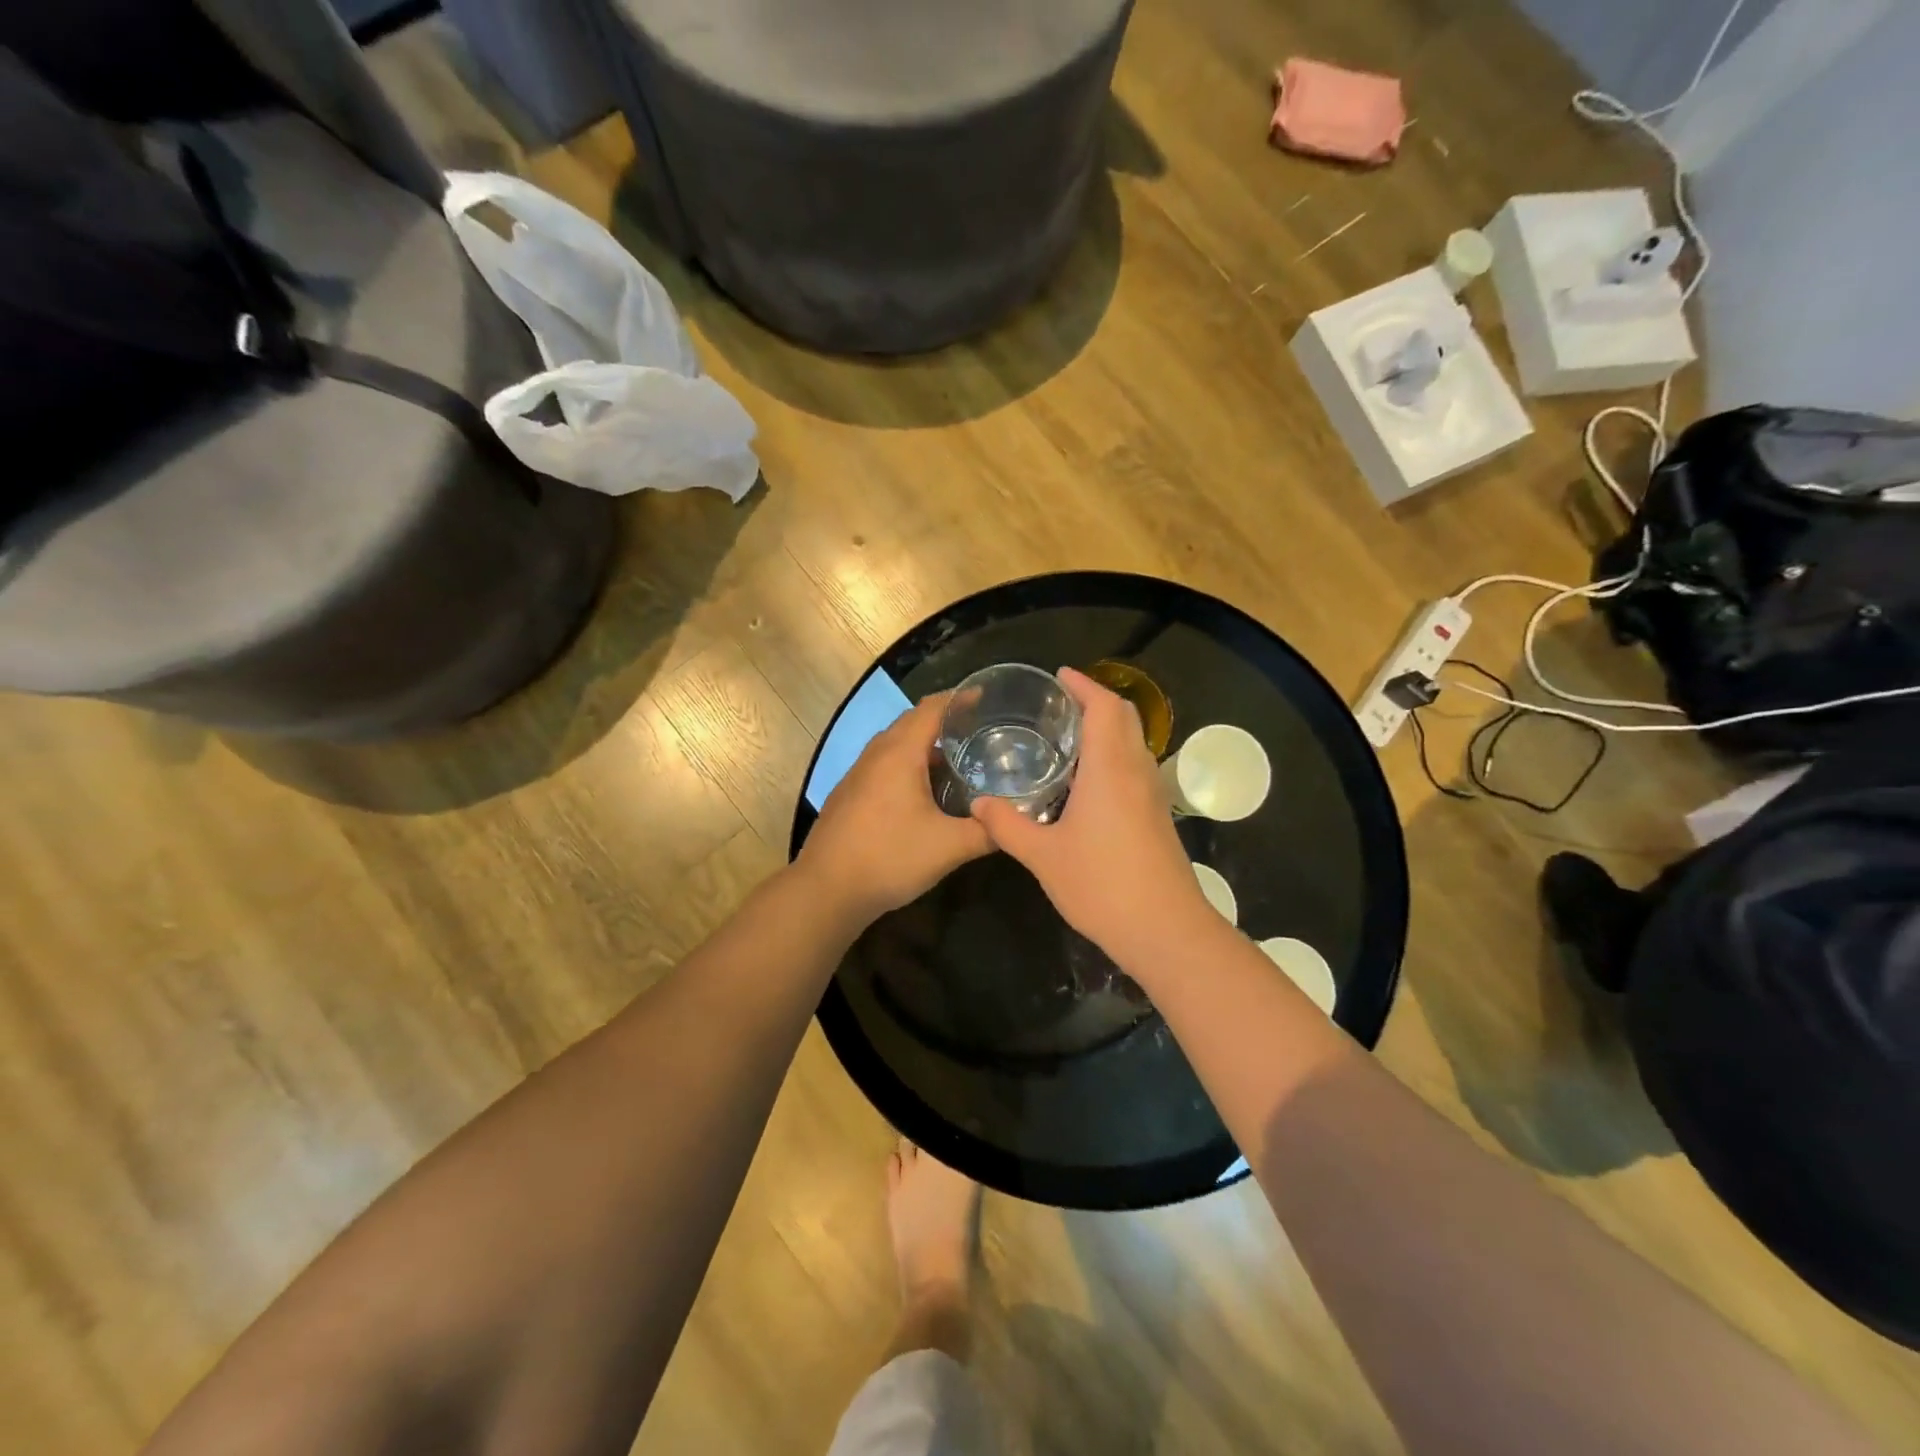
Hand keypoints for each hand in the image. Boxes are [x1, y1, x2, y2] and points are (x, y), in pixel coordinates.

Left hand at [797, 693, 991, 924]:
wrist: (826, 890)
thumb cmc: (889, 858)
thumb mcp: (950, 847)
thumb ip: (987, 831)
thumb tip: (1015, 822)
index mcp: (900, 754)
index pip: (931, 708)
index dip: (959, 698)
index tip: (986, 697)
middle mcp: (876, 755)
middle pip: (912, 722)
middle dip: (944, 720)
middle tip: (980, 729)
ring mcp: (858, 774)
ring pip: (895, 745)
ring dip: (925, 745)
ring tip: (958, 758)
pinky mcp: (849, 795)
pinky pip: (884, 765)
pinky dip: (908, 764)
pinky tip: (924, 791)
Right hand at [970, 667, 1217, 970]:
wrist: (1166, 929)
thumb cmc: (1102, 885)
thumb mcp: (1042, 856)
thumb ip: (1007, 825)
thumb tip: (978, 803)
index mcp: (1110, 768)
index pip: (1103, 707)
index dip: (1083, 685)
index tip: (1059, 675)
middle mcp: (1136, 771)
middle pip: (1124, 717)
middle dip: (1096, 700)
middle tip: (1059, 704)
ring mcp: (1152, 794)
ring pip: (1133, 742)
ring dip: (1107, 728)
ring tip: (1068, 737)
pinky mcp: (1157, 816)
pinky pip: (1135, 767)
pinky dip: (1113, 755)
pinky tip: (1086, 782)